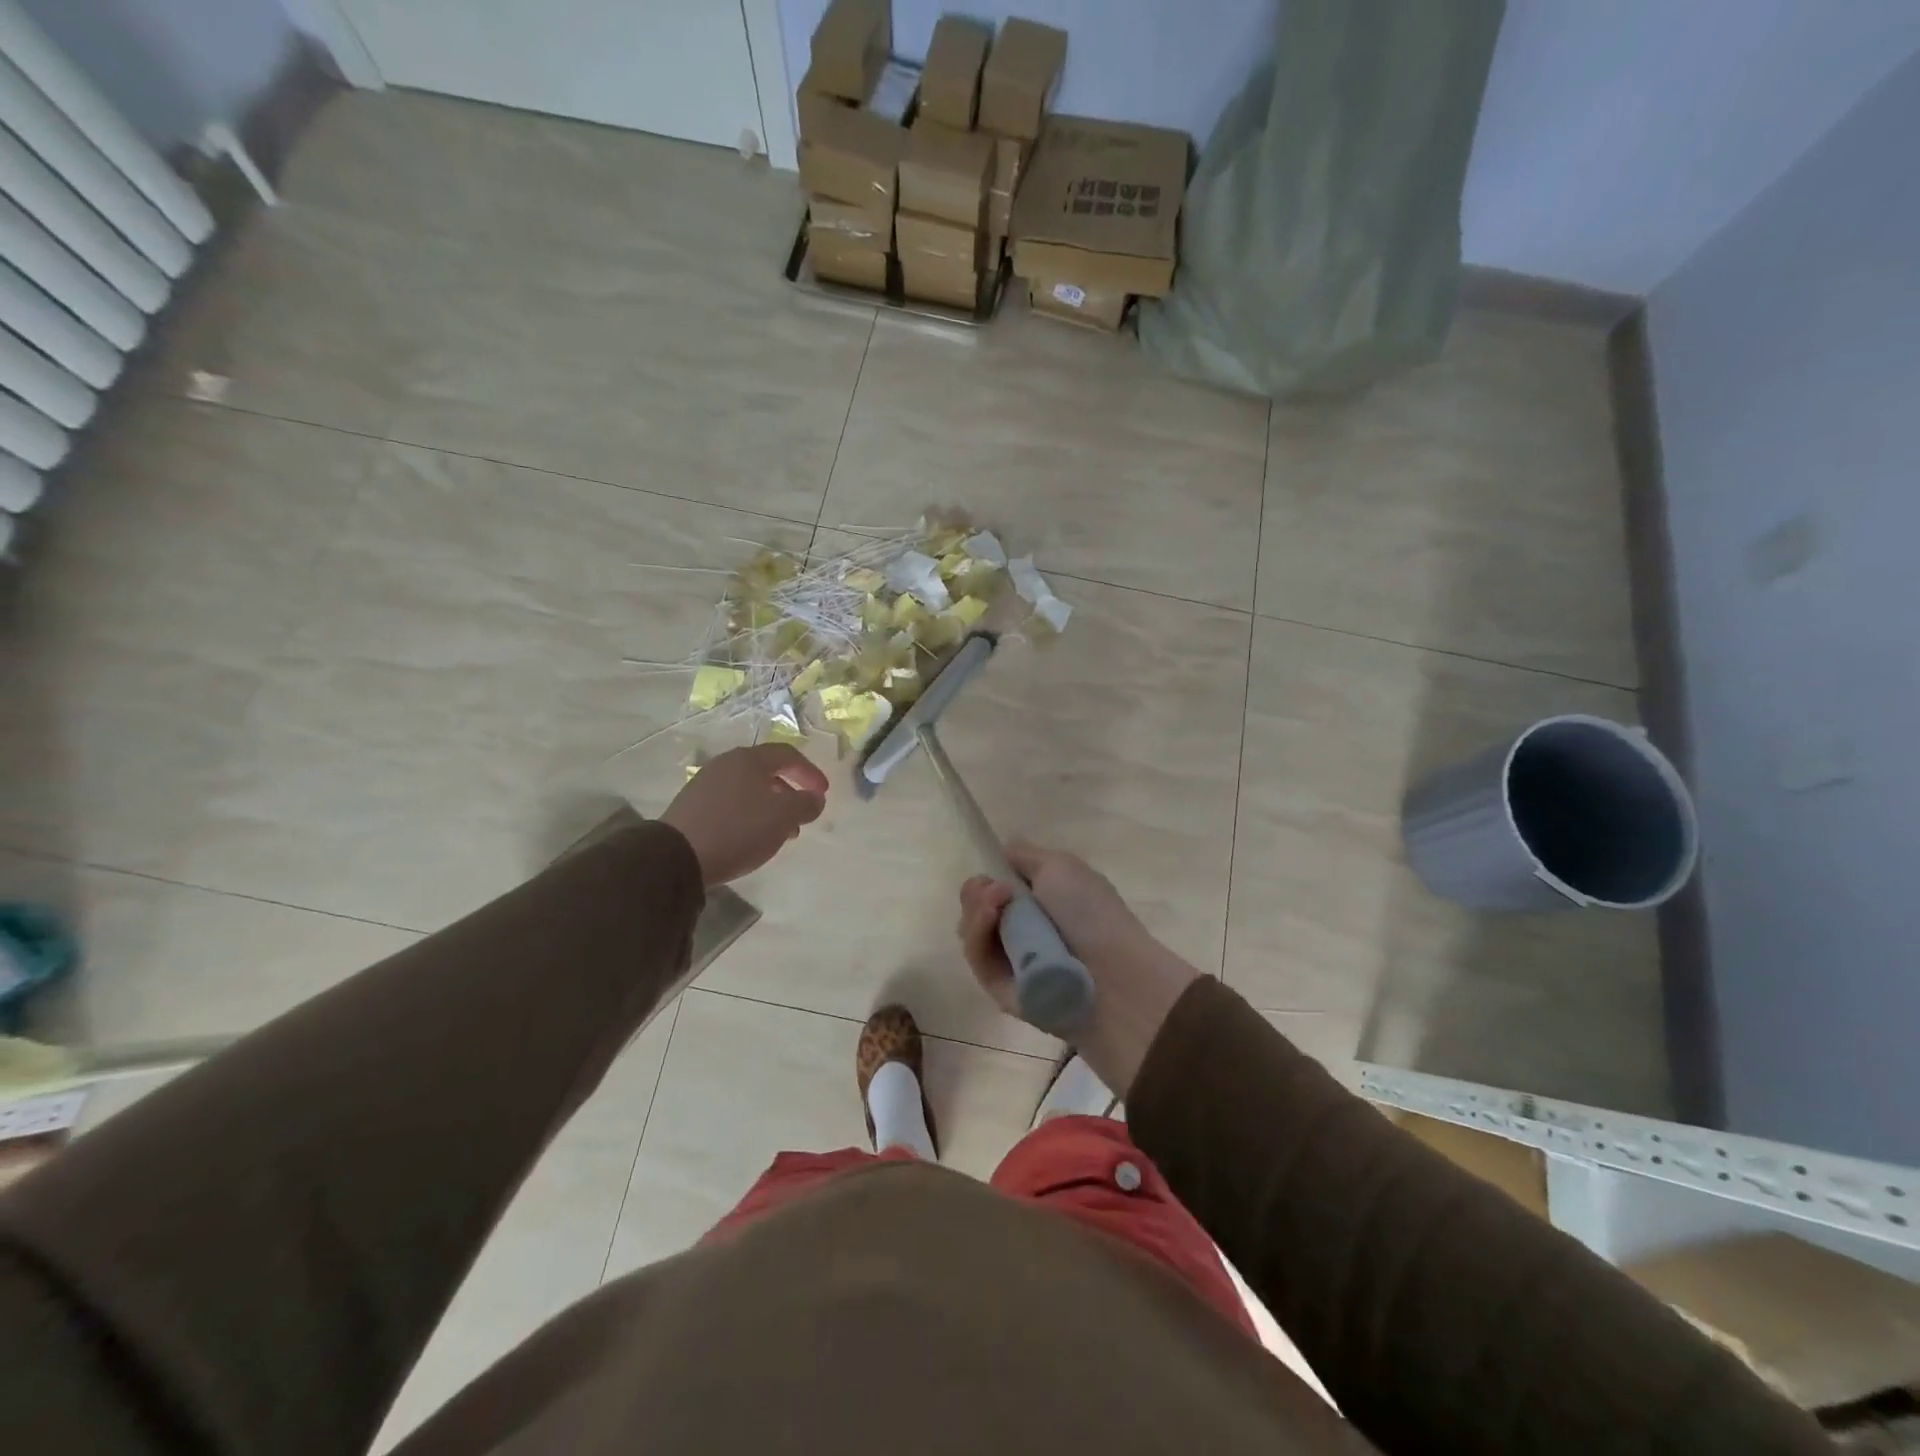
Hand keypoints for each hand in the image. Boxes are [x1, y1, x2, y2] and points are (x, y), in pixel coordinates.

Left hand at [661, 745, 827, 885]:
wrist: (677, 856)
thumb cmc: (738, 829)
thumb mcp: (783, 817)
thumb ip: (806, 804)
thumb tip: (815, 798)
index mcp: (749, 759)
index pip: (787, 755)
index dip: (810, 772)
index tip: (823, 794)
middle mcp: (726, 764)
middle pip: (766, 772)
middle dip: (790, 793)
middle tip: (802, 815)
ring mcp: (705, 784)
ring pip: (748, 790)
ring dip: (770, 807)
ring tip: (781, 833)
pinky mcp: (692, 806)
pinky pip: (731, 804)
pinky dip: (749, 815)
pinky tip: (752, 837)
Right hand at [957, 842, 1199, 1095]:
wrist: (1113, 976)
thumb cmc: (1091, 913)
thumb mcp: (1060, 867)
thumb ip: (1024, 856)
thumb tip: (1002, 852)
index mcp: (1041, 902)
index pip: (995, 886)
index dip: (988, 875)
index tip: (994, 870)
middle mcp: (1023, 930)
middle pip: (977, 907)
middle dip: (977, 891)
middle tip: (997, 890)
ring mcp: (1010, 961)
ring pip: (972, 930)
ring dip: (976, 910)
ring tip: (994, 902)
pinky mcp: (1000, 989)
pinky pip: (977, 958)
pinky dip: (977, 934)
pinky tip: (989, 918)